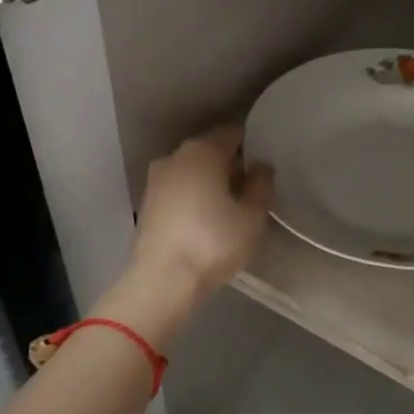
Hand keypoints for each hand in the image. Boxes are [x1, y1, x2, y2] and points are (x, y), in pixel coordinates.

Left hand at [132, 125, 274, 297]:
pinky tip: (207, 218)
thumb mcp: (253, 215)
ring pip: (192, 171)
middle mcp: (175, 156)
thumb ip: (262, 185)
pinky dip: (194, 197)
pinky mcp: (147, 205)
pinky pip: (179, 190)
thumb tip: (260, 167)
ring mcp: (156, 180)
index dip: (252, 144)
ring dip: (211, 182)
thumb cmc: (214, 242)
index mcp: (203, 150)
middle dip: (231, 164)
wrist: (162, 280)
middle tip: (253, 187)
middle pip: (210, 151)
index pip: (233, 133)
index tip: (266, 162)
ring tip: (231, 205)